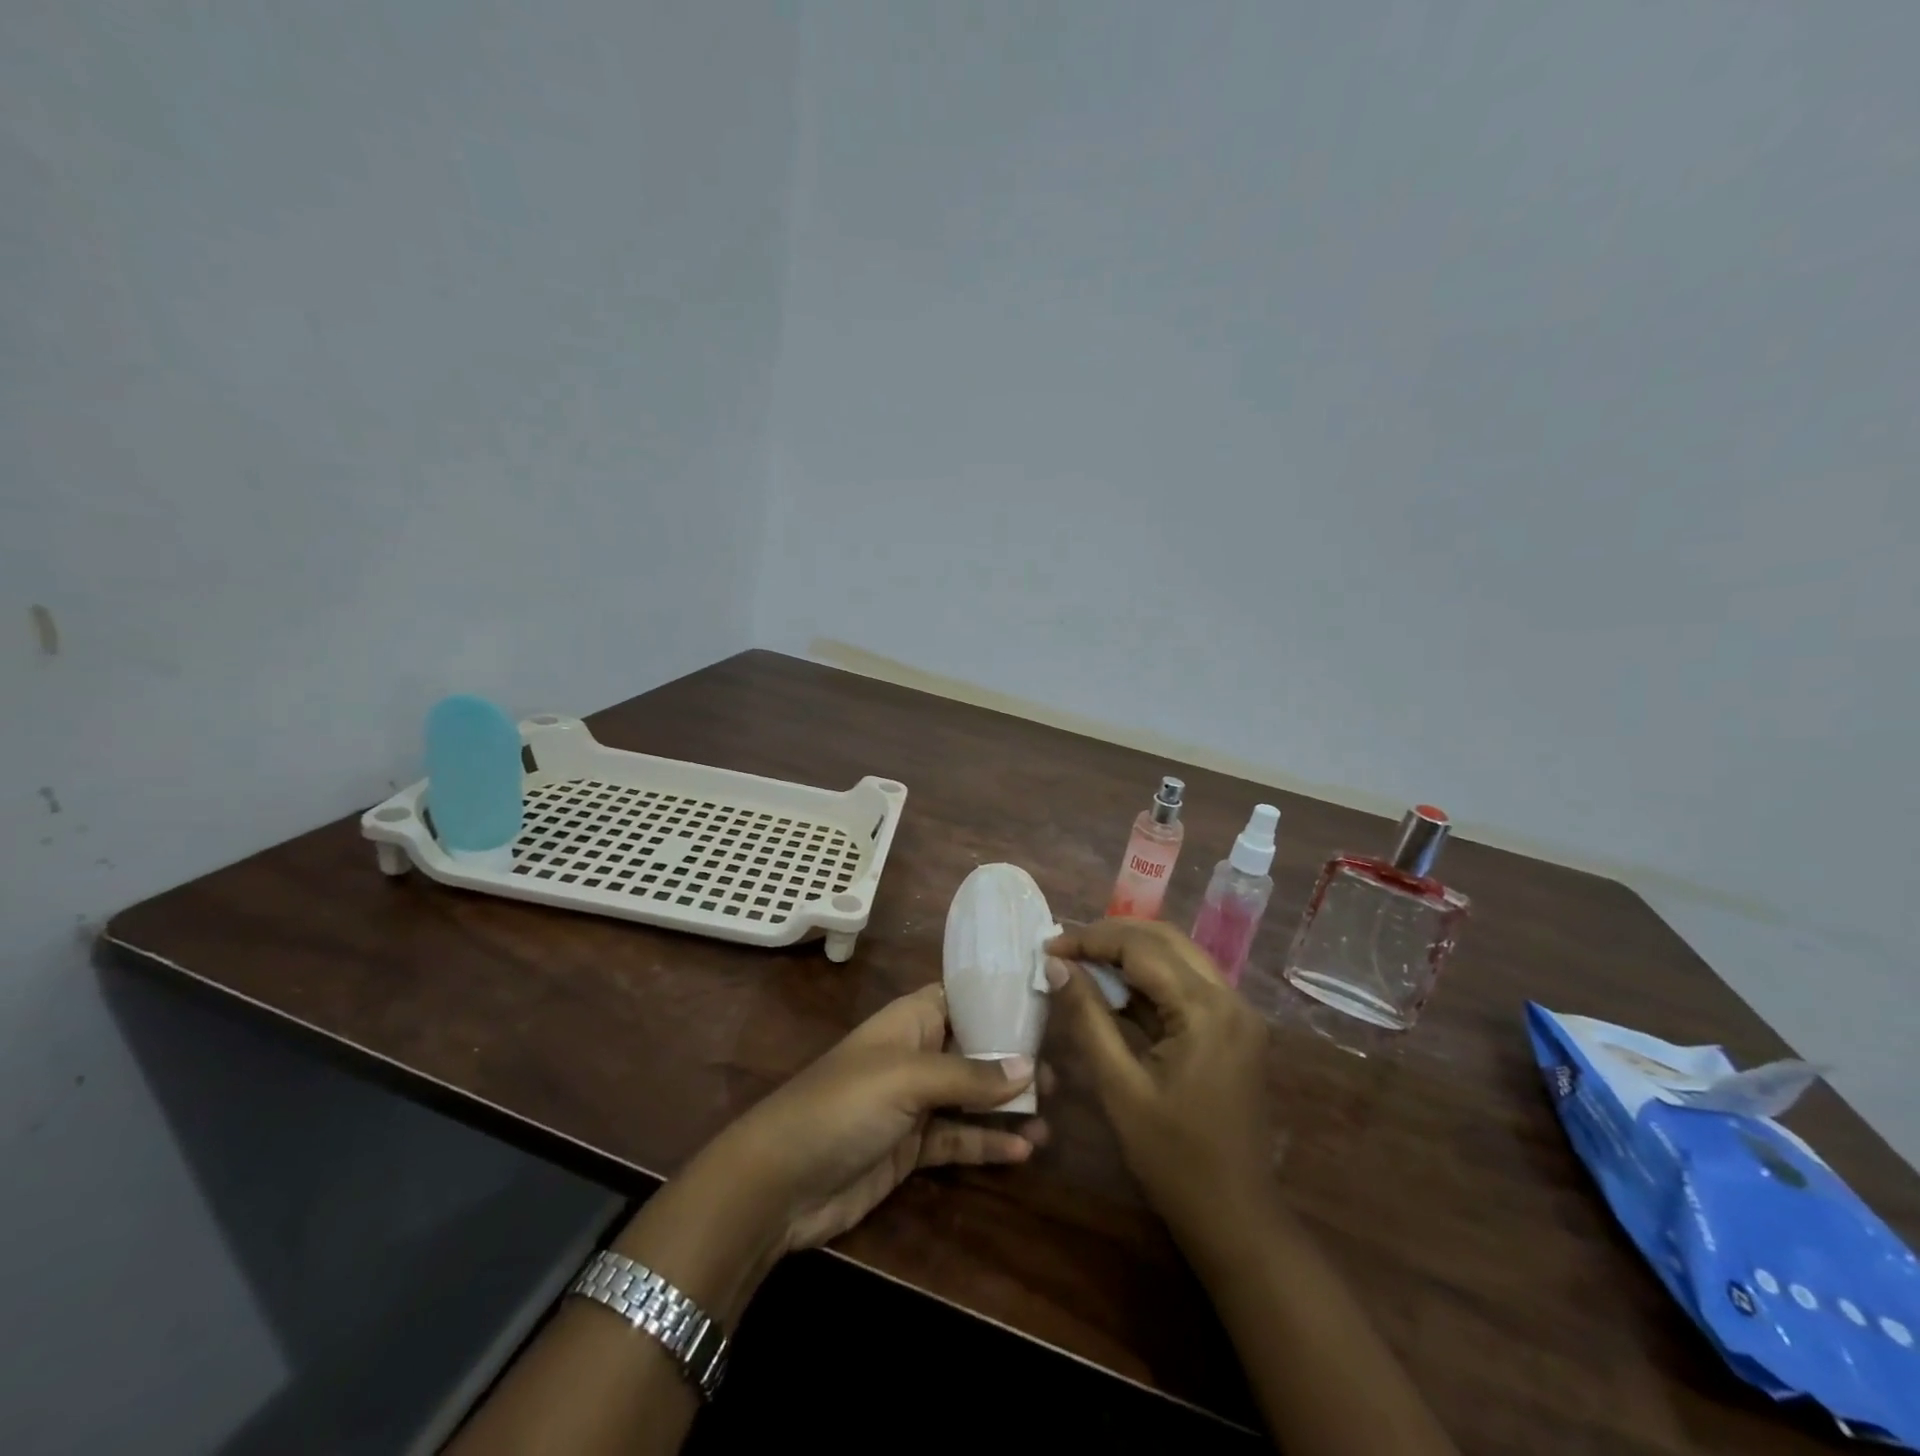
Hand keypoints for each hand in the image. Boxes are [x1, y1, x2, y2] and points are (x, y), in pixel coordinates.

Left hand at [705, 983, 1048, 1252]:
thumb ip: (968, 1075)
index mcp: (910, 1020)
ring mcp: (914, 1104)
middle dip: (1014, 1059)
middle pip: (974, 1049)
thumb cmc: (844, 1105)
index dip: (1001, 999)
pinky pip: (958, 1140)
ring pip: (971, 1098)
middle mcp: (916, 1054)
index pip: (962, 997)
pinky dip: (988, 1143)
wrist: (780, 1181)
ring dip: (1007, 1106)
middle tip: (1062, 1071)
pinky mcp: (911, 1149)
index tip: (1047, 1005)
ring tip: (1051, 1115)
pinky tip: (1023, 1150)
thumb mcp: (908, 1079)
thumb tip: (1029, 1066)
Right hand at [1045, 919, 1272, 1244]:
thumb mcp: (1119, 1086)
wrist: (1235, 1218)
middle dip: (1111, 936)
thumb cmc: (1172, 1158)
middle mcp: (1231, 998)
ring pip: (1178, 956)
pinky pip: (1187, 984)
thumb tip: (1056, 965)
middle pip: (1165, 940)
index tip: (1047, 947)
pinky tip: (1114, 990)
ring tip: (1081, 961)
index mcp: (1206, 1010)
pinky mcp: (1234, 1028)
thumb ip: (1087, 1017)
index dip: (1090, 940)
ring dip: (1130, 953)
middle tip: (1064, 948)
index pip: (1142, 948)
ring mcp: (1238, 1012)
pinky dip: (1149, 979)